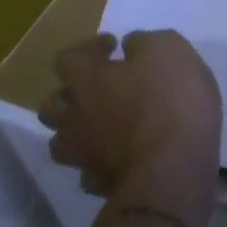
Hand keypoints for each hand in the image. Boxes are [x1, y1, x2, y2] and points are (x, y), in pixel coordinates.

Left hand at [40, 31, 221, 202]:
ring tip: (104, 125)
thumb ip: (145, 42)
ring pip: (63, 140)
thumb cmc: (171, 99)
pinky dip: (99, 161)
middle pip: (53, 103)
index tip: (113, 46)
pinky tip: (119, 156)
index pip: (69, 57)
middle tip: (101, 87)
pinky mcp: (99, 183)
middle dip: (72, 92)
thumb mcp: (169, 49)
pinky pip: (89, 169)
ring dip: (79, 130)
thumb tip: (130, 45)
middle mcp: (74, 116)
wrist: (173, 167)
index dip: (89, 49)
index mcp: (87, 79)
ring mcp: (82, 154)